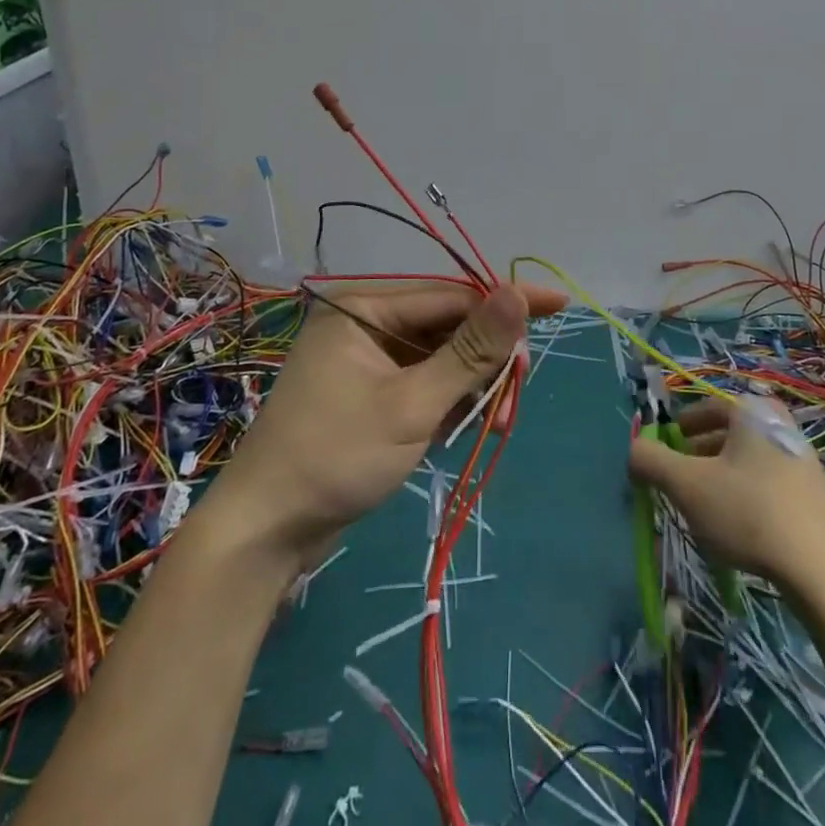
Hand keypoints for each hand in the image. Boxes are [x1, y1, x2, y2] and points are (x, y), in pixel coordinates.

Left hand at [203, 281, 567, 567]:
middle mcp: (364, 323)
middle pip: (446, 326)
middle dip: (486, 357)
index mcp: (364, 307)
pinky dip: (447, 401)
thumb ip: (470, 350)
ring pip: (438, 358)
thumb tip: (518, 293)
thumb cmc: (336, 457)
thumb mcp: (412, 404)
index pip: (451, 294)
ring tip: (496, 418)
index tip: (559, 305)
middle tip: (520, 388)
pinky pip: (422, 382)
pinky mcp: (369, 393)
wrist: (265, 533)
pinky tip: (467, 423)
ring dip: (471, 385)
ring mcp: (365, 360)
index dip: (506, 301)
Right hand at [627, 394, 824, 591]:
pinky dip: (745, 498)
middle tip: (677, 486)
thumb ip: (650, 461)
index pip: (702, 408)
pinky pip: (767, 485)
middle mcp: (779, 423)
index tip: (661, 457)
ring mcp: (802, 459)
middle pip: (724, 434)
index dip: (675, 431)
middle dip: (695, 457)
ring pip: (745, 462)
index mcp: (750, 409)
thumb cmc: (750, 513)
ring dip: (718, 480)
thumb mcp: (686, 485)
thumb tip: (633, 450)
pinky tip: (738, 532)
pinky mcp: (816, 495)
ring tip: (703, 513)